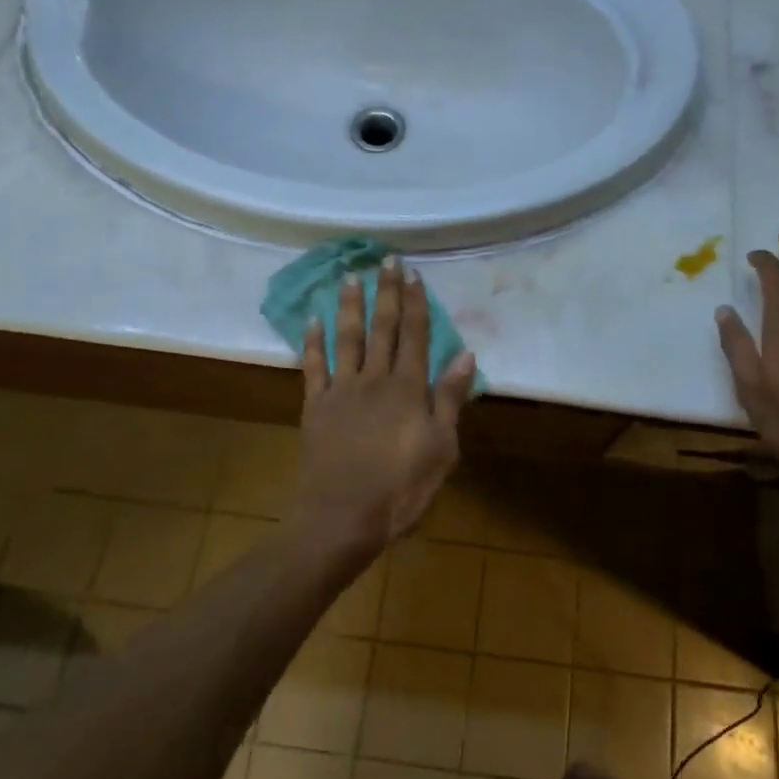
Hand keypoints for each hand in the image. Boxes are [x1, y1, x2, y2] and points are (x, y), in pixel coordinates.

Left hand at [293, 258, 476, 559]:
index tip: (413, 273)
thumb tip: (466, 355)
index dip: (415, 303)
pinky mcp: (316, 406)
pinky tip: (313, 319)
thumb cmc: (400, 489)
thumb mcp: (441, 449)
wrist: (341, 519)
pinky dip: (312, 341)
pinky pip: (314, 366)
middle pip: (383, 327)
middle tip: (386, 259)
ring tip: (351, 276)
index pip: (415, 335)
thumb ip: (449, 399)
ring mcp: (342, 390)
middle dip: (386, 292)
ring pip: (347, 338)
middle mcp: (375, 379)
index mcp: (408, 388)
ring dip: (350, 305)